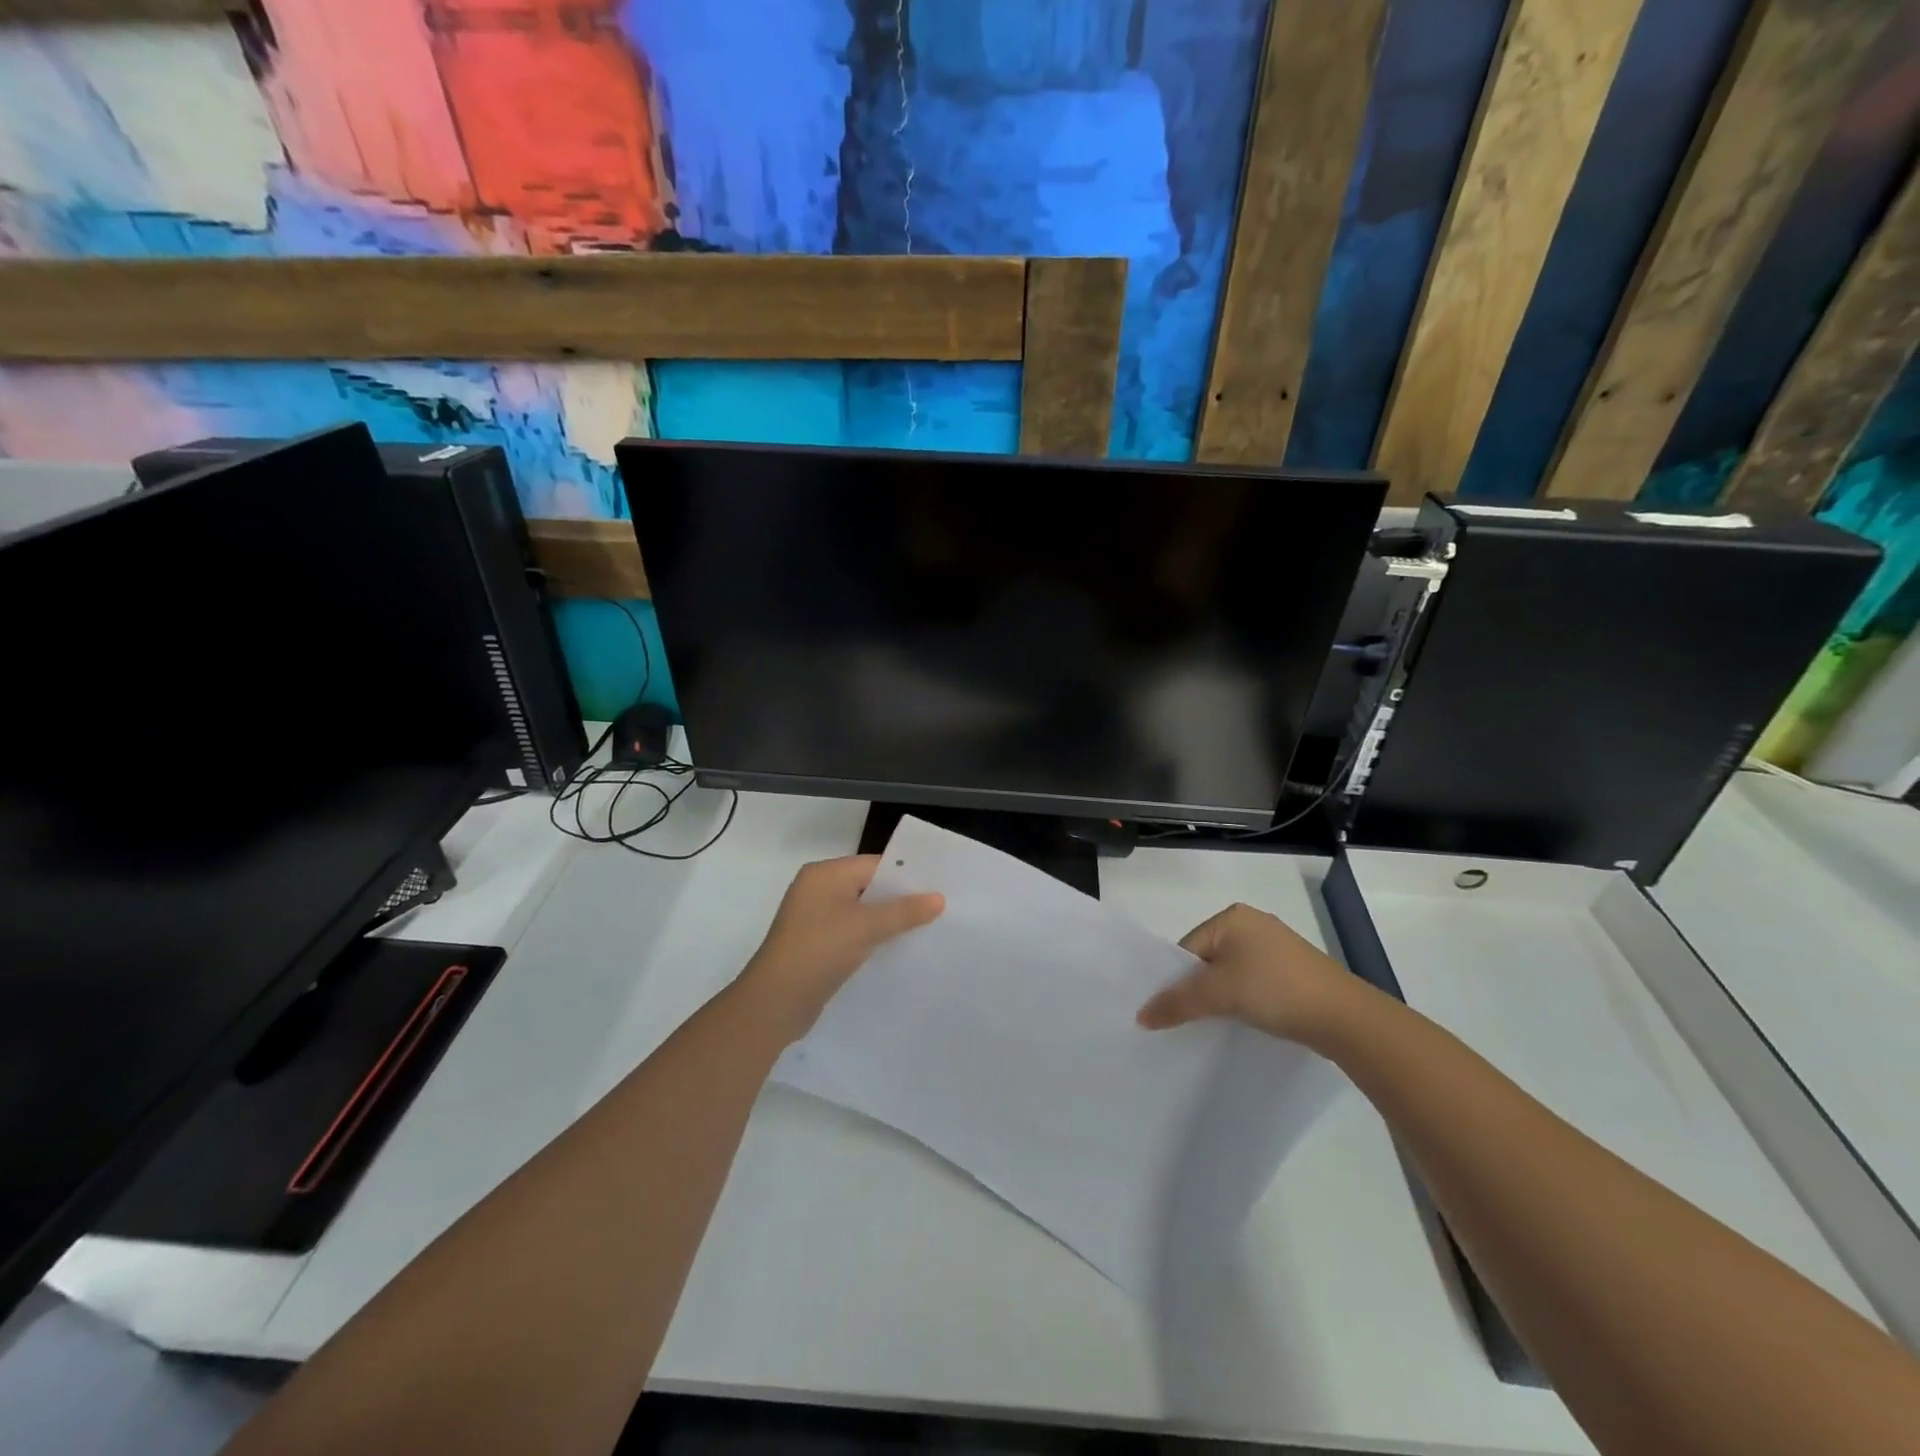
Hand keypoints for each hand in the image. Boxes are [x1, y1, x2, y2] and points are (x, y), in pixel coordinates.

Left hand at [738, 855, 943, 1041]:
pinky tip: (896, 949)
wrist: (775, 1002)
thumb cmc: (820, 951)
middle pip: (868, 887)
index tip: (939, 886)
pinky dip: (872, 938)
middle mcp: (817, 889)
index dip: (907, 875)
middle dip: (900, 899)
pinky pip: (852, 933)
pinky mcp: (816, 944)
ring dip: (888, 921)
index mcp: (825, 874)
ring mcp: (814, 918)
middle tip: (939, 908)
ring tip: (926, 929)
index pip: (874, 865)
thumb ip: (904, 911)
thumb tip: (939, 898)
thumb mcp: (866, 927)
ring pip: (861, 912)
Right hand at [1136, 902, 1361, 1046]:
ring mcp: (1276, 948)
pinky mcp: (1293, 971)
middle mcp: (1252, 924)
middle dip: (1198, 989)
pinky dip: (1244, 1001)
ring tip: (1217, 1024)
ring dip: (1221, 998)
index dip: (1177, 980)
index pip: (1187, 948)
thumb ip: (1176, 1002)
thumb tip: (1141, 1016)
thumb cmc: (1275, 990)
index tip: (1172, 1011)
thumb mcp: (1218, 994)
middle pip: (1207, 960)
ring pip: (1230, 974)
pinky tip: (1247, 1021)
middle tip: (1190, 1020)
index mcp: (1232, 916)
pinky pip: (1253, 983)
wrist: (1346, 1018)